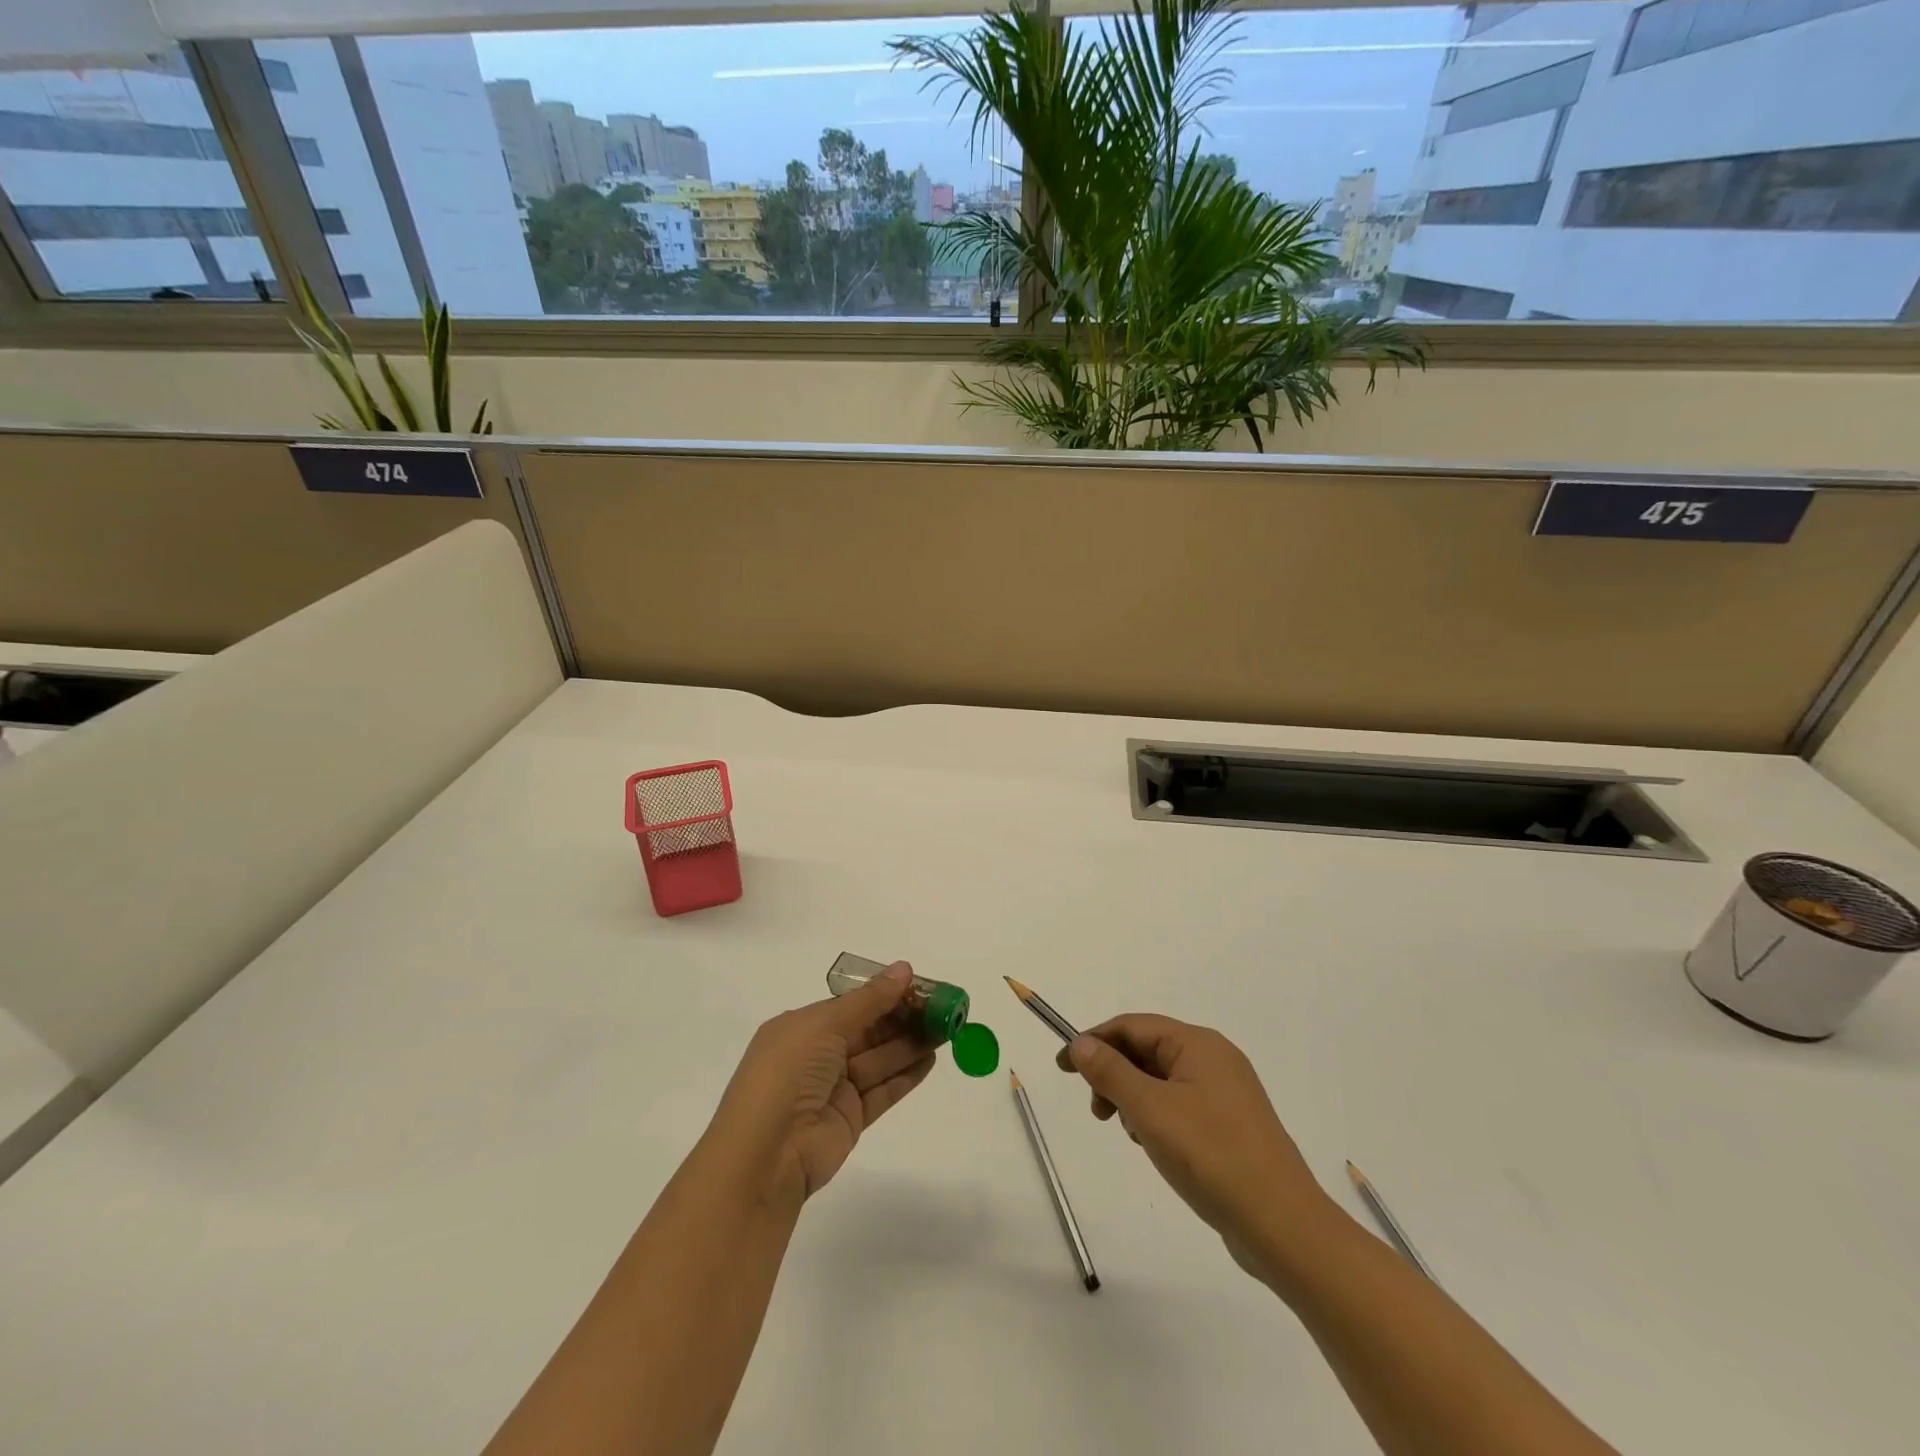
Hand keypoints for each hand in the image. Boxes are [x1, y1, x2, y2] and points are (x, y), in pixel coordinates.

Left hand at [710, 962, 936, 1207]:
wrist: (766, 1155)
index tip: (921, 986)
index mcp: (802, 1027)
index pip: (851, 1005)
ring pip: (880, 1059)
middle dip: (904, 1018)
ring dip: (911, 1044)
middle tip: (943, 1008)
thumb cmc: (788, 1073)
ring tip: (947, 1029)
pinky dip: (906, 1075)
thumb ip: (869, 999)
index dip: (885, 994)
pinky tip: (931, 1059)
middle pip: (869, 1031)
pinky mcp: (850, 1118)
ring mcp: (834, 1088)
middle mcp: (817, 1055)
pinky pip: (883, 1090)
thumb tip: (904, 969)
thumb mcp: (825, 1024)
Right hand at [1057, 1014, 1336, 1282]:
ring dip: (1134, 1099)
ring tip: (1132, 1134)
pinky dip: (1157, 1118)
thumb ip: (1111, 1072)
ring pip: (1161, 1081)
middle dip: (1114, 1074)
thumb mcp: (1150, 1110)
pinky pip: (1180, 1105)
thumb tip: (1081, 1042)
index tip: (1063, 1067)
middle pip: (1147, 1050)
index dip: (1094, 1041)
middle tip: (1096, 1111)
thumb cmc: (1212, 1157)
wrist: (1284, 1227)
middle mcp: (1215, 1059)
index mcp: (1199, 1044)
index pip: (1133, 1026)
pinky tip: (1156, 1148)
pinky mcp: (1230, 1126)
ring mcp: (1226, 1094)